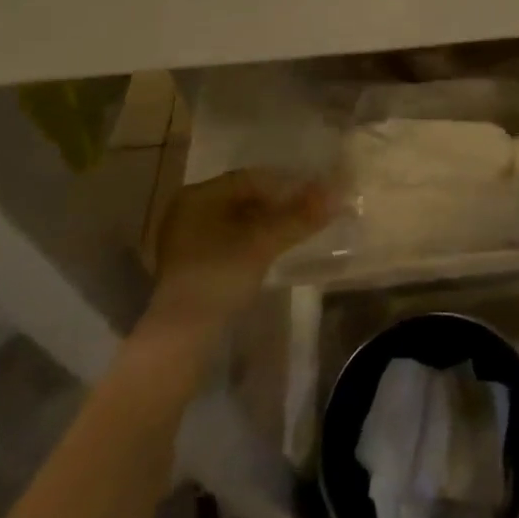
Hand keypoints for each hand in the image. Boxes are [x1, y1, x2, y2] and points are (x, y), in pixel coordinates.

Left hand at [137, 170, 333, 339]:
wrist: (180, 338)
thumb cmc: (220, 275)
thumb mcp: (264, 242)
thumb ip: (300, 215)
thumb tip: (338, 191)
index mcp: (198, 195)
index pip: (250, 179)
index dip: (285, 184)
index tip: (313, 193)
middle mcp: (186, 211)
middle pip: (243, 198)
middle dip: (277, 204)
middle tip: (308, 211)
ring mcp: (184, 240)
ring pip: (237, 221)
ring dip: (267, 223)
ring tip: (296, 230)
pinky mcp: (189, 266)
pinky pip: (228, 241)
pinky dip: (252, 241)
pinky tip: (272, 250)